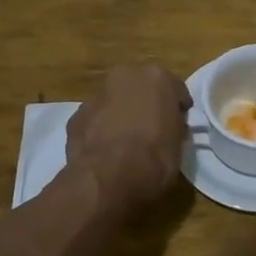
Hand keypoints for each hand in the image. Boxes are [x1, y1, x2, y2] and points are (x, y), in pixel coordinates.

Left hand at [65, 63, 191, 207]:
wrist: (108, 179)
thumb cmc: (154, 159)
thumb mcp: (178, 144)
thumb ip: (173, 127)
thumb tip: (168, 128)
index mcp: (157, 78)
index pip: (174, 89)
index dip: (177, 107)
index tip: (179, 122)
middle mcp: (125, 77)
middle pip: (140, 87)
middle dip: (145, 103)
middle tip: (151, 127)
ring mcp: (97, 95)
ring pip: (114, 101)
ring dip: (120, 114)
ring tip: (125, 141)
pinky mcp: (76, 116)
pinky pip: (96, 120)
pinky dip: (101, 129)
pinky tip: (105, 151)